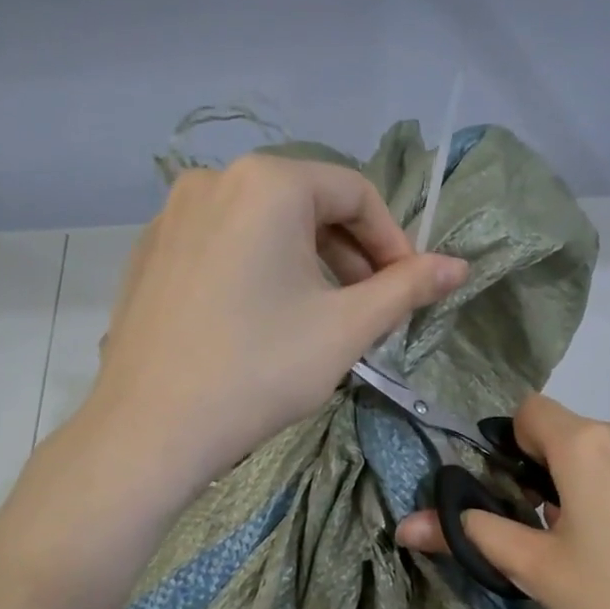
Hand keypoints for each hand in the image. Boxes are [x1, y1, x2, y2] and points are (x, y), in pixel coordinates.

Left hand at [84, 154, 466, 487]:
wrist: (150, 429)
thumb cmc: (259, 371)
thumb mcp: (346, 328)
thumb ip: (407, 288)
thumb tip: (460, 266)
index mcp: (267, 183)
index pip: (355, 193)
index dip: (394, 241)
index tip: (409, 290)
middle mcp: (214, 179)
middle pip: (307, 205)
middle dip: (350, 255)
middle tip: (370, 309)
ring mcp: (172, 215)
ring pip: (264, 226)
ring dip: (307, 264)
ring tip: (321, 319)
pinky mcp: (149, 252)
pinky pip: (223, 245)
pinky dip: (258, 270)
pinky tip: (263, 321)